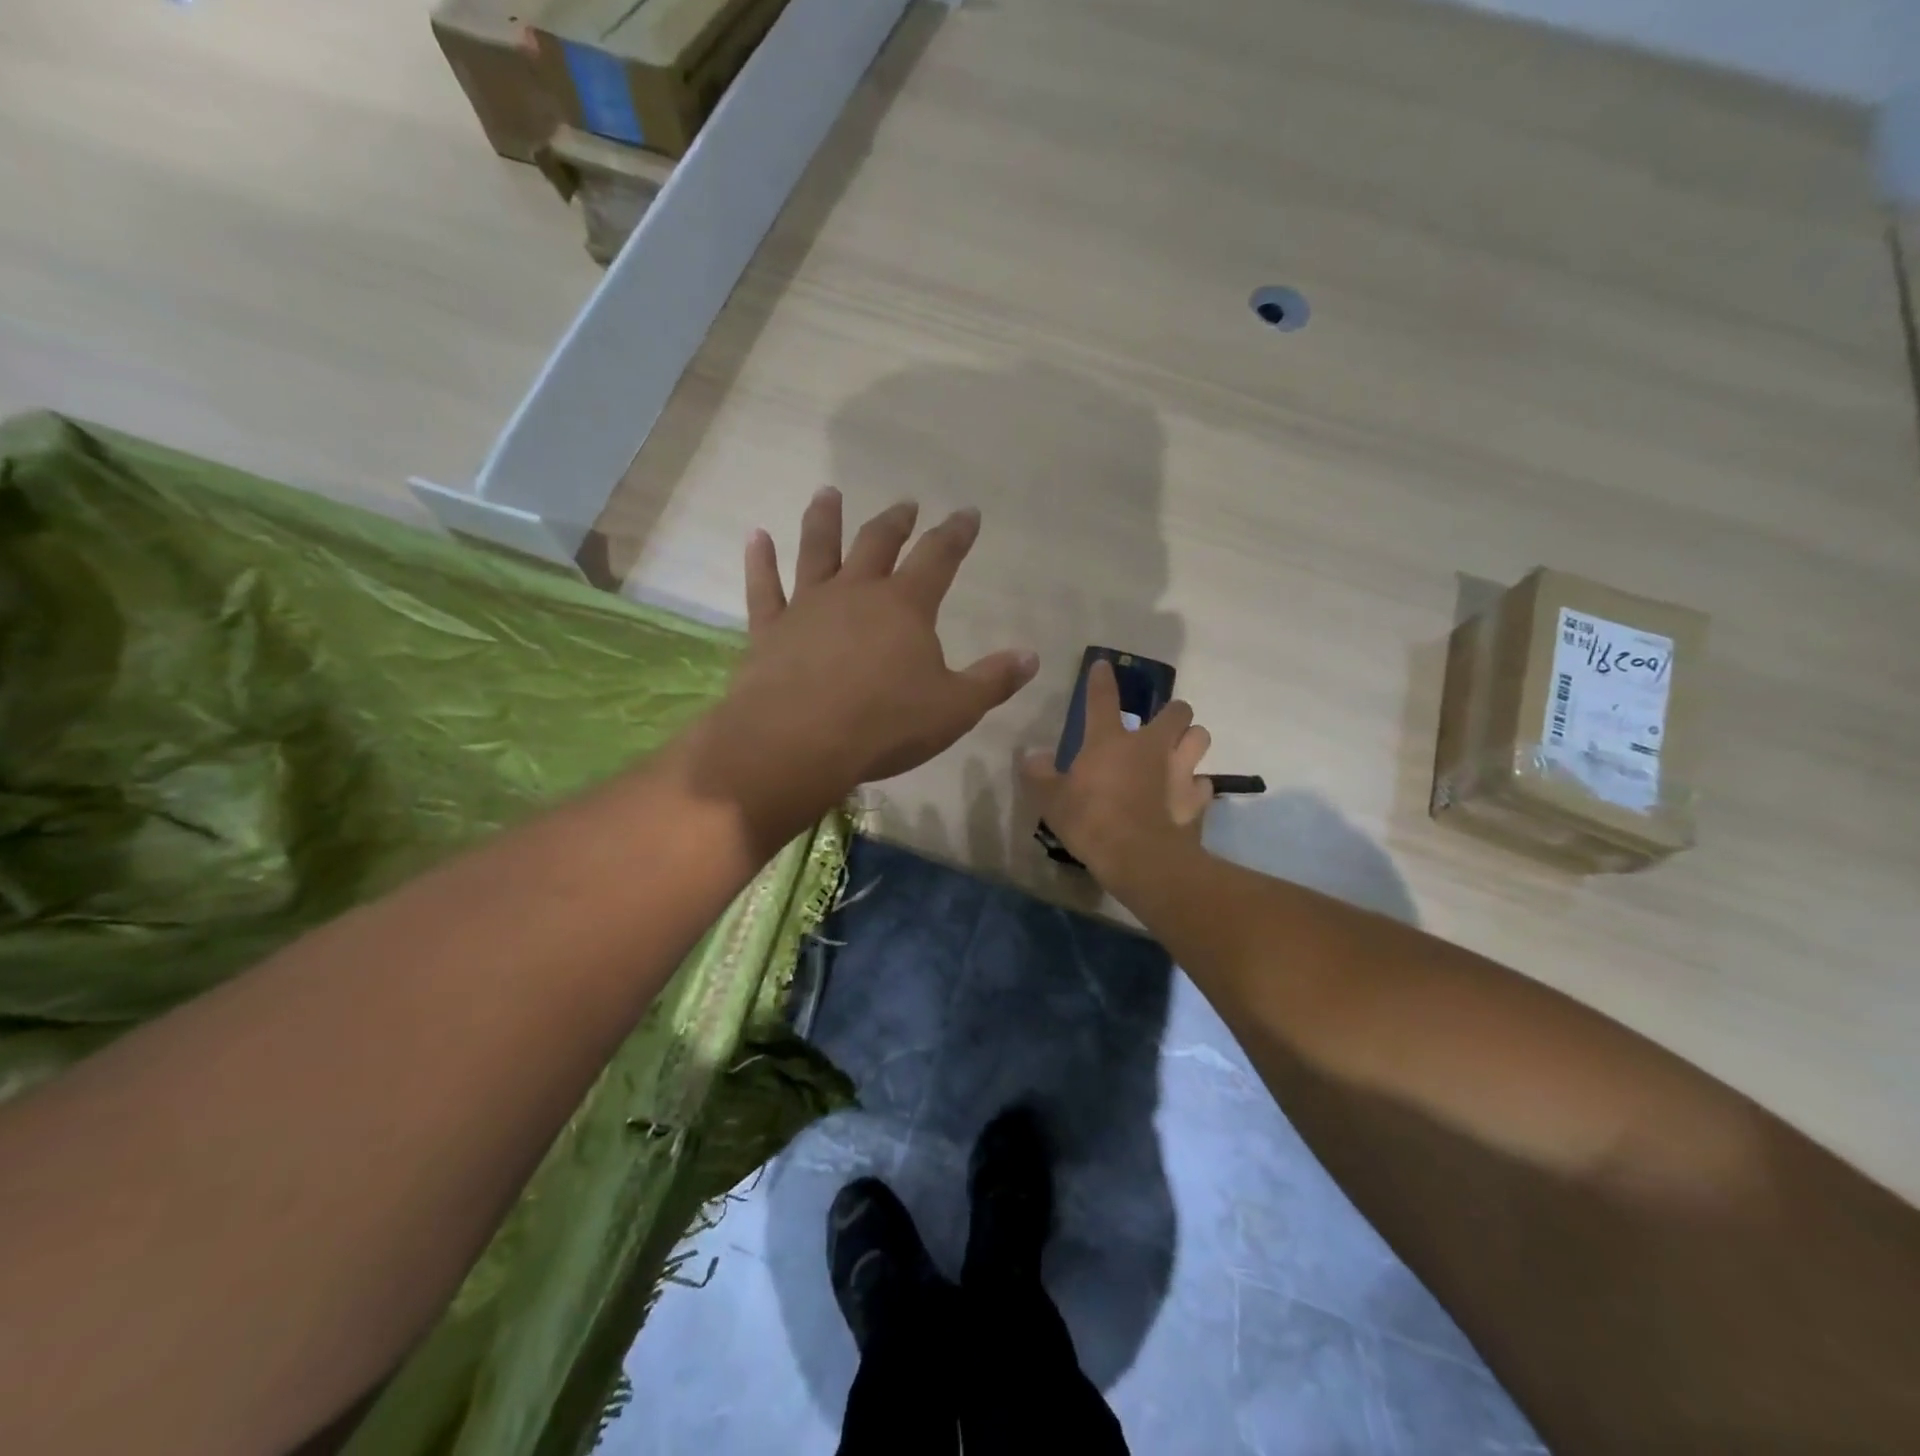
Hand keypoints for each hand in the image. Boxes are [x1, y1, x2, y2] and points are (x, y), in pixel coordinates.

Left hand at [694, 489, 1038, 836]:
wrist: (800, 742)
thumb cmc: (886, 724)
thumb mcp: (955, 708)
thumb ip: (993, 680)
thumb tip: (1031, 656)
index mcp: (905, 606)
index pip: (939, 557)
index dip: (956, 534)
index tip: (968, 513)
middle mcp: (856, 592)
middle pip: (877, 543)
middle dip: (896, 522)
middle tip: (905, 505)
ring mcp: (808, 606)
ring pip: (817, 551)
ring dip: (824, 520)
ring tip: (828, 493)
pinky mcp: (771, 629)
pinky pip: (764, 587)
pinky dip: (760, 561)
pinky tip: (756, 537)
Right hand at [1021, 660, 1214, 887]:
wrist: (1140, 858)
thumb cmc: (1091, 822)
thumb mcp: (1051, 801)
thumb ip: (1039, 775)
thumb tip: (1030, 756)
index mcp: (1110, 741)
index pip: (1103, 699)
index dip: (1101, 680)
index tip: (1103, 665)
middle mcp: (1151, 746)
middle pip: (1177, 711)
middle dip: (1172, 713)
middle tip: (1160, 726)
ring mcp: (1180, 771)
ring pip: (1200, 738)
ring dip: (1191, 742)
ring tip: (1179, 754)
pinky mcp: (1198, 799)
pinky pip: (1204, 784)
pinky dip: (1196, 788)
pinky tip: (1185, 797)